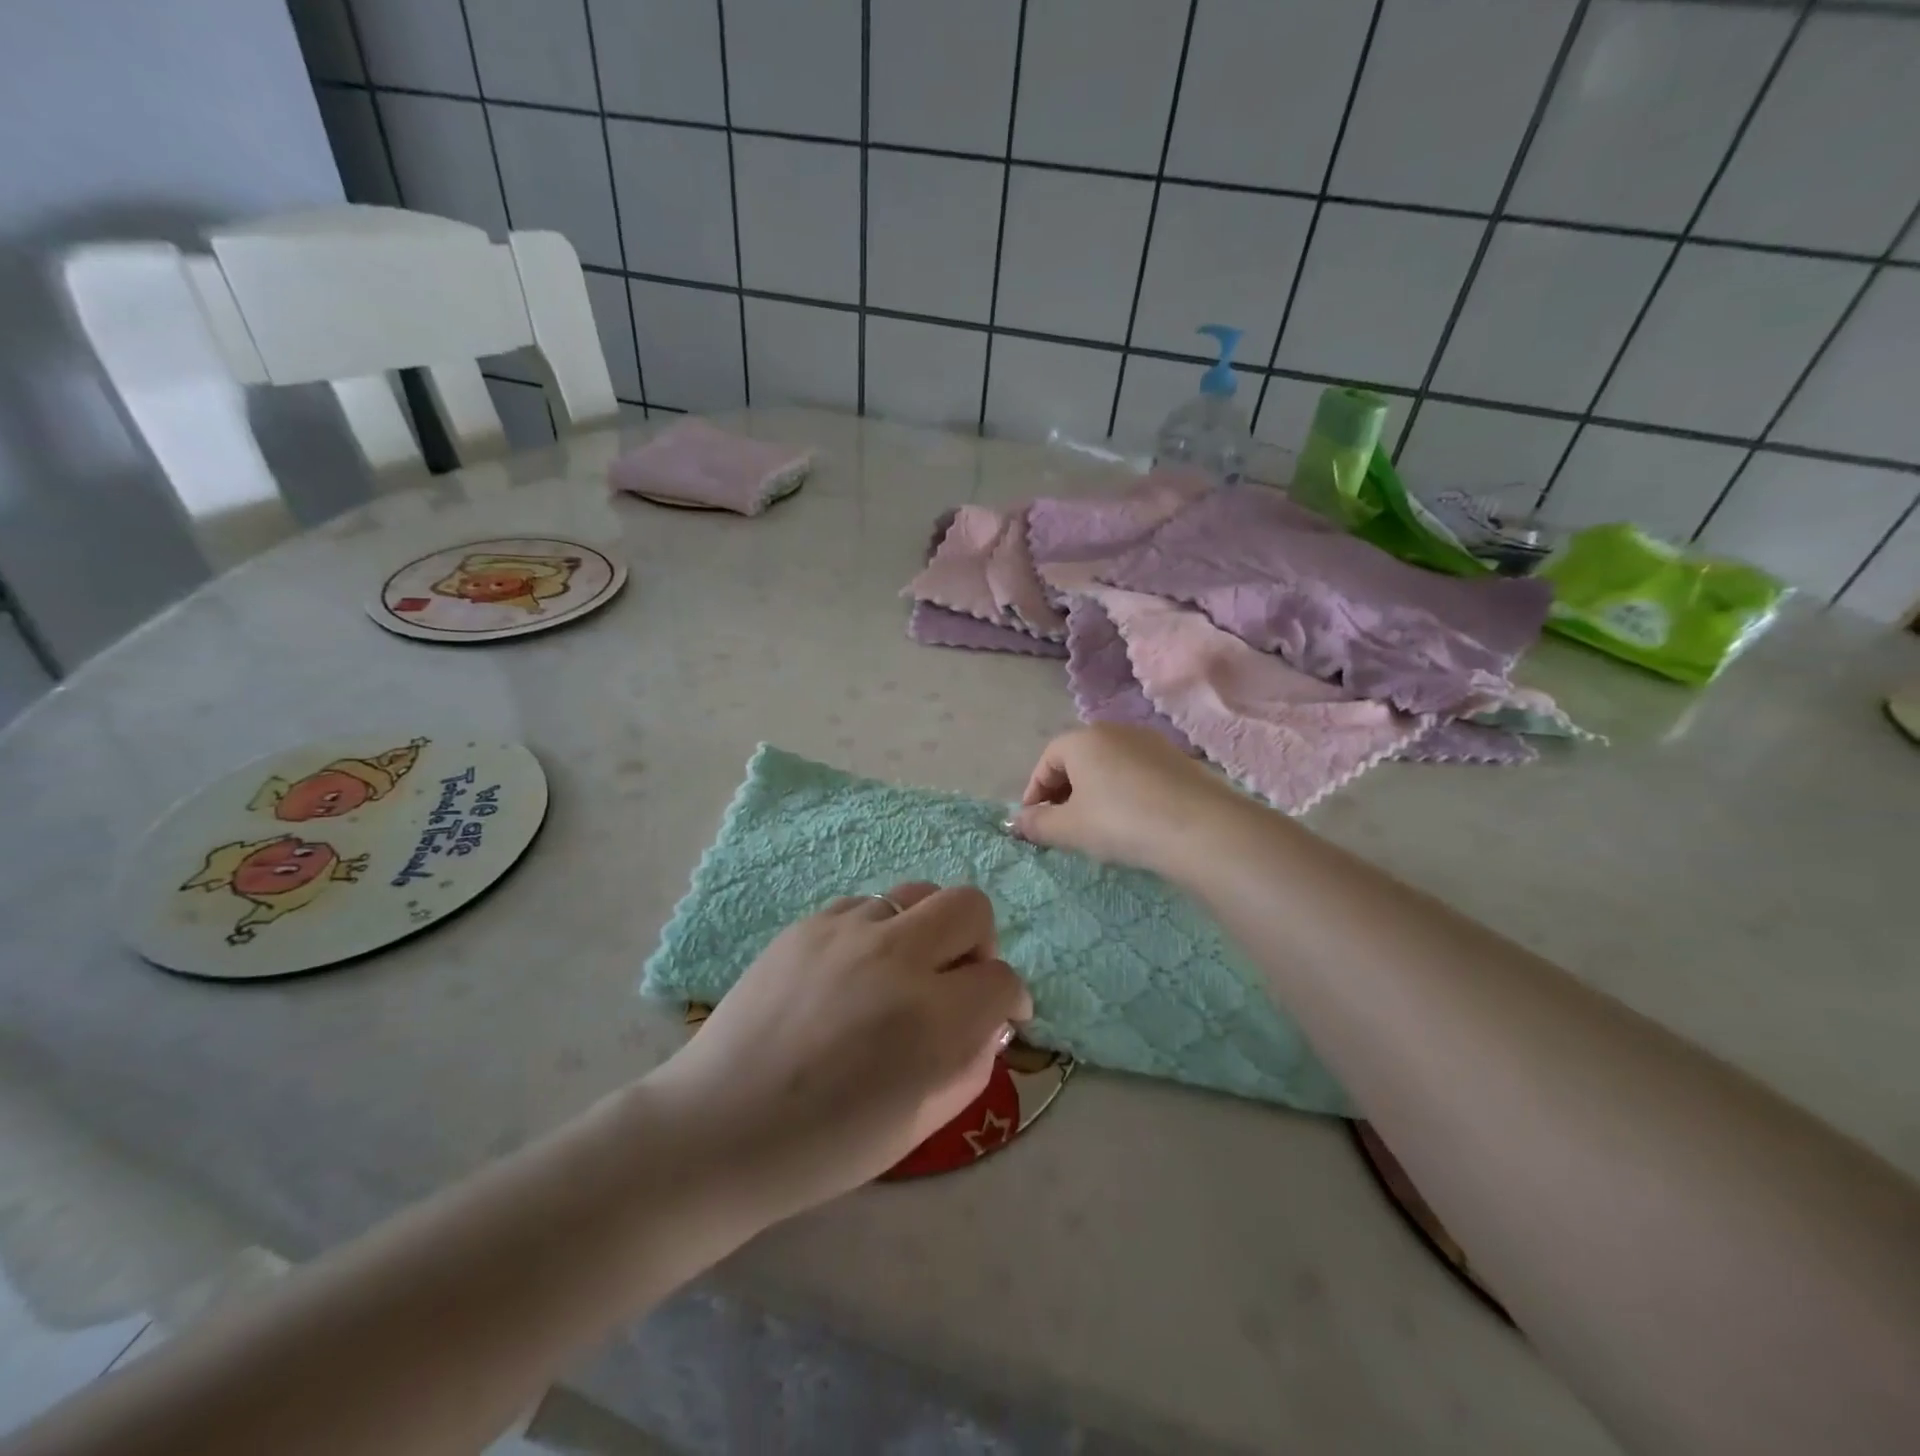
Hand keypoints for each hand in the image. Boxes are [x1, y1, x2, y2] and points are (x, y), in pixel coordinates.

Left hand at [643, 883, 1030, 1224]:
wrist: (719, 1126)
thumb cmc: (824, 1146)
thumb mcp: (920, 1124)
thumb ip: (972, 1066)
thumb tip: (988, 1022)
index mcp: (930, 1019)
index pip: (1002, 978)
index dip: (1011, 999)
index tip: (1000, 1016)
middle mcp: (896, 958)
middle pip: (970, 905)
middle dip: (979, 941)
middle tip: (956, 980)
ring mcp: (847, 931)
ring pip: (917, 895)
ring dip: (925, 932)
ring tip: (900, 973)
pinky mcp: (808, 923)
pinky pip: (866, 906)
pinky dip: (877, 932)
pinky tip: (853, 972)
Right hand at [1012, 724, 1247, 876]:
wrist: (1200, 828)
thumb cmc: (1121, 822)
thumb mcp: (1070, 829)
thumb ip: (1037, 824)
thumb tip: (1018, 822)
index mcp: (1082, 739)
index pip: (1047, 760)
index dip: (1034, 792)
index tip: (1033, 822)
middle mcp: (1115, 730)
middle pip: (1078, 758)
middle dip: (1063, 791)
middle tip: (1062, 824)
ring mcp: (1150, 742)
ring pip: (1108, 764)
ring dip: (1094, 791)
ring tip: (1096, 824)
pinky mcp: (1178, 759)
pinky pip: (1136, 772)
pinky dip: (1124, 791)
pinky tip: (1132, 820)